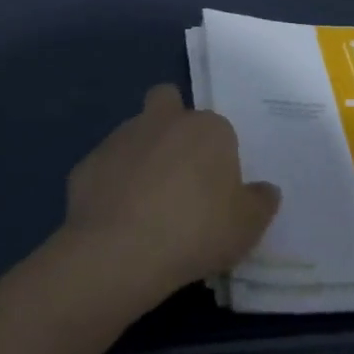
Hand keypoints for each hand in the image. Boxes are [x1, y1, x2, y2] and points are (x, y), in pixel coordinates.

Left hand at [60, 83, 281, 301]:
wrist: (119, 251)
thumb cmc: (196, 231)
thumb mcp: (247, 227)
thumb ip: (260, 203)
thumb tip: (266, 190)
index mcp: (207, 128)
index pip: (218, 129)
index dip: (217, 157)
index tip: (216, 191)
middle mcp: (163, 120)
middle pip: (167, 101)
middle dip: (171, 123)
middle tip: (178, 170)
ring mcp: (120, 138)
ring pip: (134, 134)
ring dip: (141, 156)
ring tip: (145, 204)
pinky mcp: (87, 163)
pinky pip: (106, 169)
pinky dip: (112, 185)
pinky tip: (117, 219)